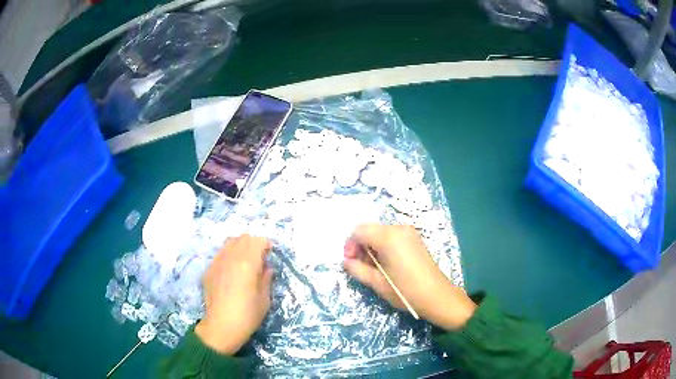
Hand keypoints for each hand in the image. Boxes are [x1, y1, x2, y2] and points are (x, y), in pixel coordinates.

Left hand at [195, 234, 272, 354]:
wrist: (221, 327)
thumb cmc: (248, 315)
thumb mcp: (264, 299)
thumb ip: (266, 278)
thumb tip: (266, 267)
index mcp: (247, 263)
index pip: (258, 241)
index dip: (266, 245)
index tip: (270, 254)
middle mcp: (231, 257)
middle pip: (243, 238)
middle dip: (253, 243)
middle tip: (259, 257)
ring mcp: (217, 262)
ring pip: (229, 243)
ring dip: (239, 247)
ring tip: (244, 261)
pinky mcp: (208, 270)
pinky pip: (220, 254)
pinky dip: (228, 256)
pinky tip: (231, 271)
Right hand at [344, 224, 475, 330]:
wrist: (437, 296)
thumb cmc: (405, 291)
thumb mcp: (377, 283)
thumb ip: (357, 269)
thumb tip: (346, 261)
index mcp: (388, 237)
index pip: (358, 231)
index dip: (350, 245)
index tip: (350, 262)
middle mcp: (398, 228)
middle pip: (369, 229)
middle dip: (360, 245)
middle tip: (360, 265)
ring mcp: (408, 232)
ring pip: (380, 232)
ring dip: (371, 246)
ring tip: (373, 267)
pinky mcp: (414, 238)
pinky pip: (391, 236)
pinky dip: (383, 246)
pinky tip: (386, 263)